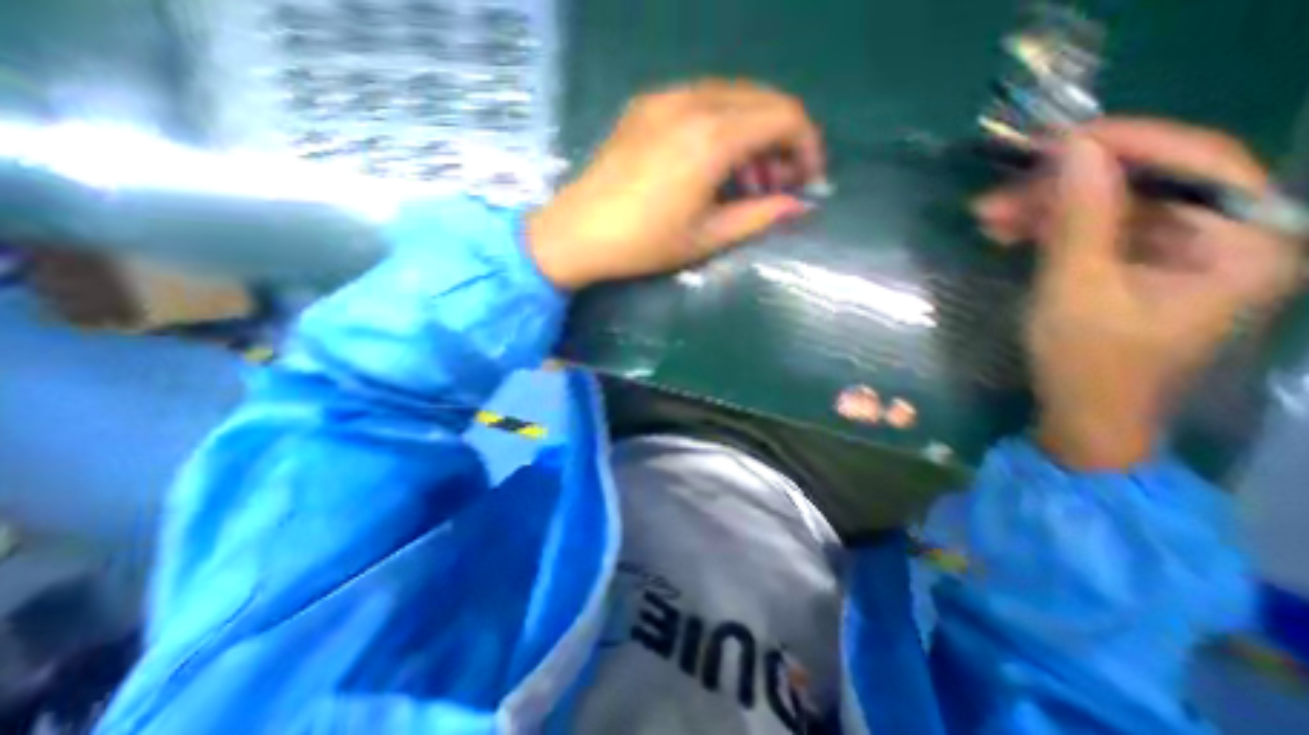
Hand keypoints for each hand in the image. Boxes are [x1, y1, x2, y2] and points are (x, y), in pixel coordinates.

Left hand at [525, 79, 821, 285]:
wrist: (578, 232)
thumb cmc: (643, 243)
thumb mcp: (706, 238)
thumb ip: (757, 216)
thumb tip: (798, 206)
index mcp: (711, 138)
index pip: (784, 117)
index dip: (807, 146)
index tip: (808, 179)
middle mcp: (692, 102)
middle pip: (763, 100)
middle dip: (783, 140)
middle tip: (777, 184)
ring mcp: (665, 98)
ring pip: (734, 96)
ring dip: (753, 131)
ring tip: (747, 179)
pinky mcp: (646, 105)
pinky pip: (702, 100)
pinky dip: (723, 124)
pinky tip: (714, 160)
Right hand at [970, 118, 1295, 468]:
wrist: (1083, 413)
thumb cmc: (1087, 361)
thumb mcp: (1076, 289)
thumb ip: (1081, 219)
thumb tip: (1074, 152)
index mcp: (1244, 243)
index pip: (1198, 164)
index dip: (1127, 143)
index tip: (1057, 140)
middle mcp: (1225, 236)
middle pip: (1146, 184)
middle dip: (1067, 184)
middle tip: (1002, 188)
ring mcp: (1178, 252)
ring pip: (1111, 206)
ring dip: (1047, 207)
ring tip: (988, 215)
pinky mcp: (1137, 266)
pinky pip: (1095, 230)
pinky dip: (1049, 228)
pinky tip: (1007, 231)